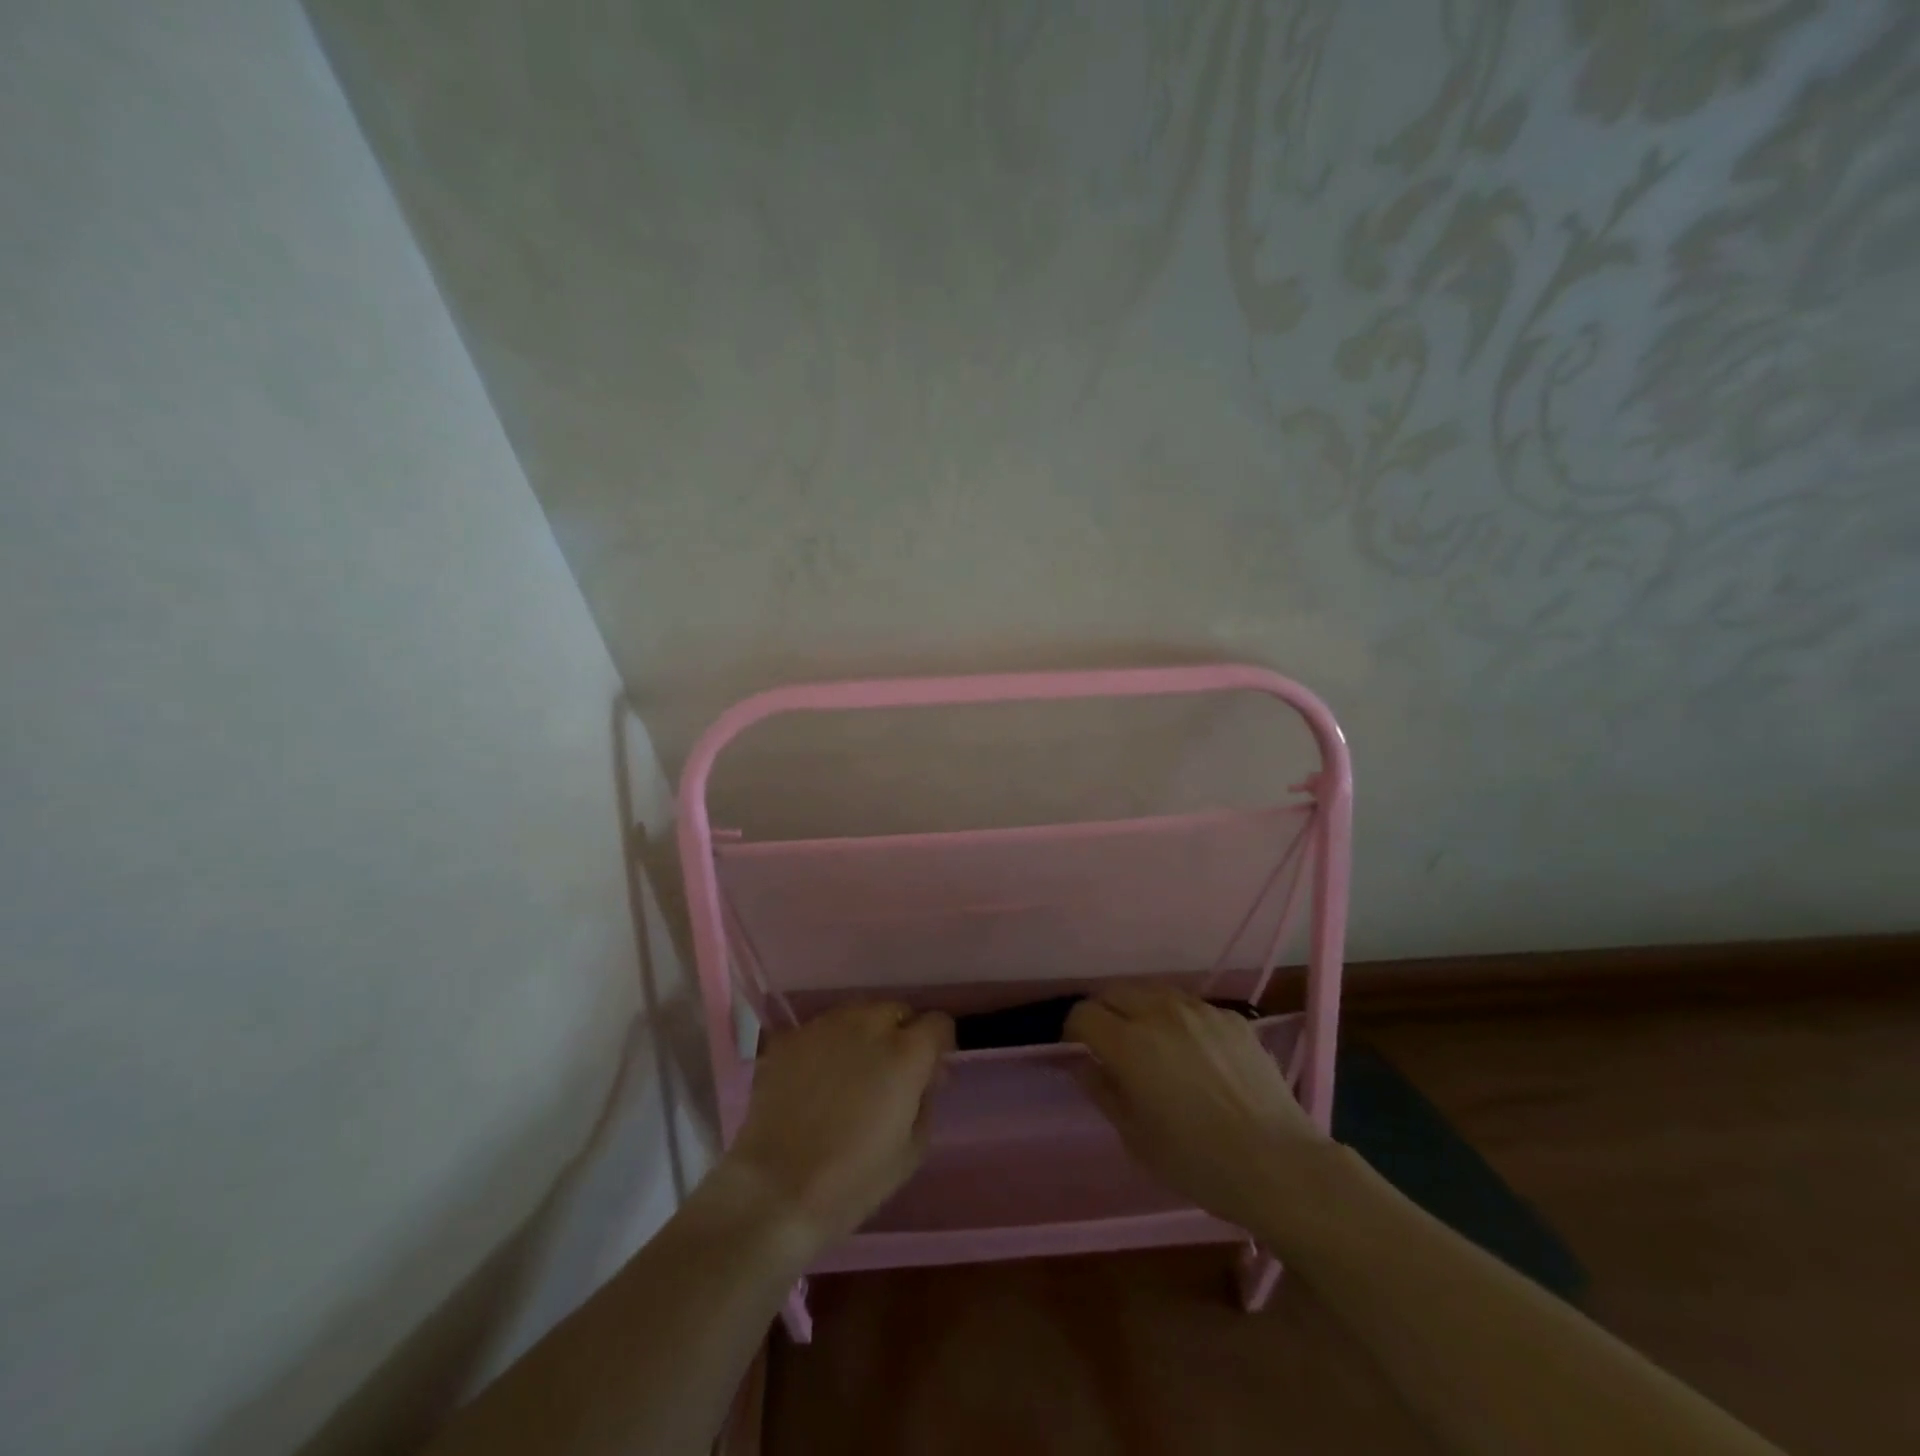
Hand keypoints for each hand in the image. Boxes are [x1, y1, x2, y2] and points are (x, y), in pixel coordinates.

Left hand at [722, 1001, 953, 1255]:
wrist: (774, 1191)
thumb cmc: (852, 1181)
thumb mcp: (911, 1151)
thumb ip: (926, 1100)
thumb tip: (927, 1076)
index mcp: (905, 1052)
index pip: (938, 1023)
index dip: (938, 1045)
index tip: (930, 1069)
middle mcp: (868, 1024)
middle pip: (896, 1011)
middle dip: (901, 1034)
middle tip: (890, 1072)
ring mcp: (825, 1026)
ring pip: (858, 1013)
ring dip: (864, 1034)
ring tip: (852, 1071)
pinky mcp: (791, 1037)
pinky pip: (822, 1029)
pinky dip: (829, 1045)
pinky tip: (817, 1078)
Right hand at [1066, 987, 1326, 1229]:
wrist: (1280, 1165)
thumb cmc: (1198, 1162)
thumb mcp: (1136, 1138)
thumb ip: (1102, 1091)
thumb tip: (1083, 1064)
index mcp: (1130, 1043)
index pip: (1083, 1014)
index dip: (1073, 1032)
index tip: (1079, 1052)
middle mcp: (1160, 1012)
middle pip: (1114, 992)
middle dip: (1104, 1013)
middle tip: (1111, 1046)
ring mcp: (1199, 1010)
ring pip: (1152, 992)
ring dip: (1140, 1010)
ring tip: (1151, 1044)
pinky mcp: (1230, 1016)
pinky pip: (1190, 1006)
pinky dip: (1178, 1020)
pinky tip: (1193, 1053)